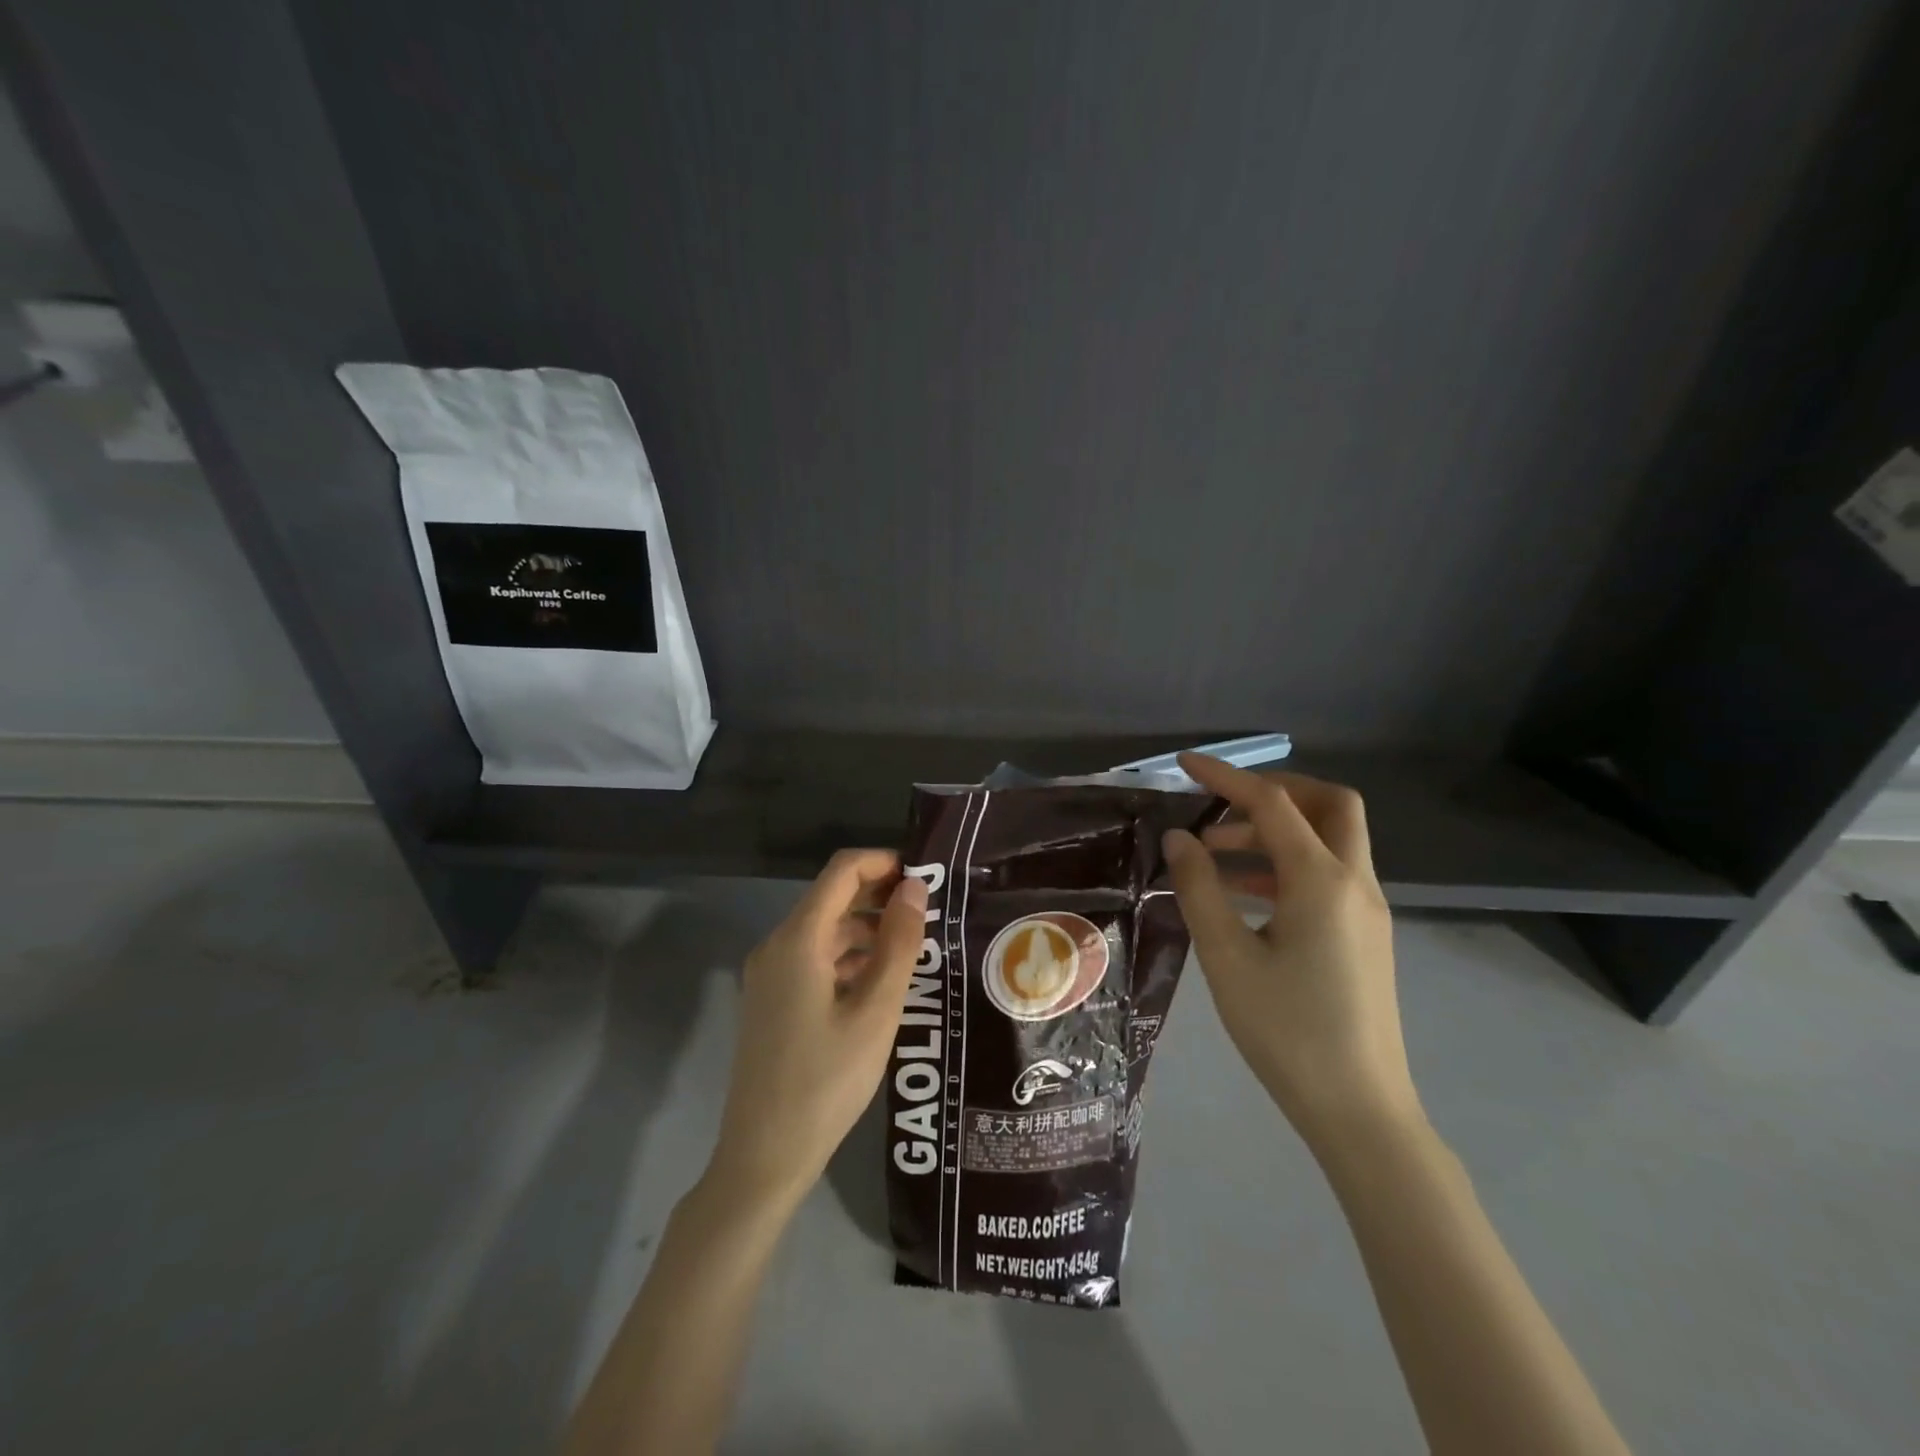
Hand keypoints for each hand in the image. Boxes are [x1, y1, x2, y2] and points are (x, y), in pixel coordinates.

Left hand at [707, 849, 927, 1205]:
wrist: (763, 1157)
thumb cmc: (826, 1082)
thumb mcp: (876, 1012)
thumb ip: (898, 944)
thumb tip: (915, 888)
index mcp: (797, 939)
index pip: (842, 871)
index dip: (884, 862)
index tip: (926, 875)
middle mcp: (776, 946)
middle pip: (832, 897)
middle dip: (880, 895)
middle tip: (930, 912)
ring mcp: (769, 975)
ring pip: (824, 930)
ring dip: (867, 928)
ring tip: (915, 946)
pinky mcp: (772, 1000)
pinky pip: (814, 959)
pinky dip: (849, 957)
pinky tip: (881, 981)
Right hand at [1162, 752, 1420, 1150]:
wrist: (1360, 1110)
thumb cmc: (1287, 1031)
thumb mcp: (1227, 957)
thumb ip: (1199, 888)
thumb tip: (1179, 838)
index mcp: (1322, 881)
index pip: (1273, 804)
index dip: (1226, 777)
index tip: (1185, 764)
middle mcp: (1355, 883)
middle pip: (1329, 805)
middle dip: (1275, 791)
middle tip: (1222, 805)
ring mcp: (1367, 910)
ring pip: (1329, 840)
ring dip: (1274, 832)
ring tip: (1213, 857)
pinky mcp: (1366, 935)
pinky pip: (1328, 875)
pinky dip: (1286, 865)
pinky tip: (1243, 894)